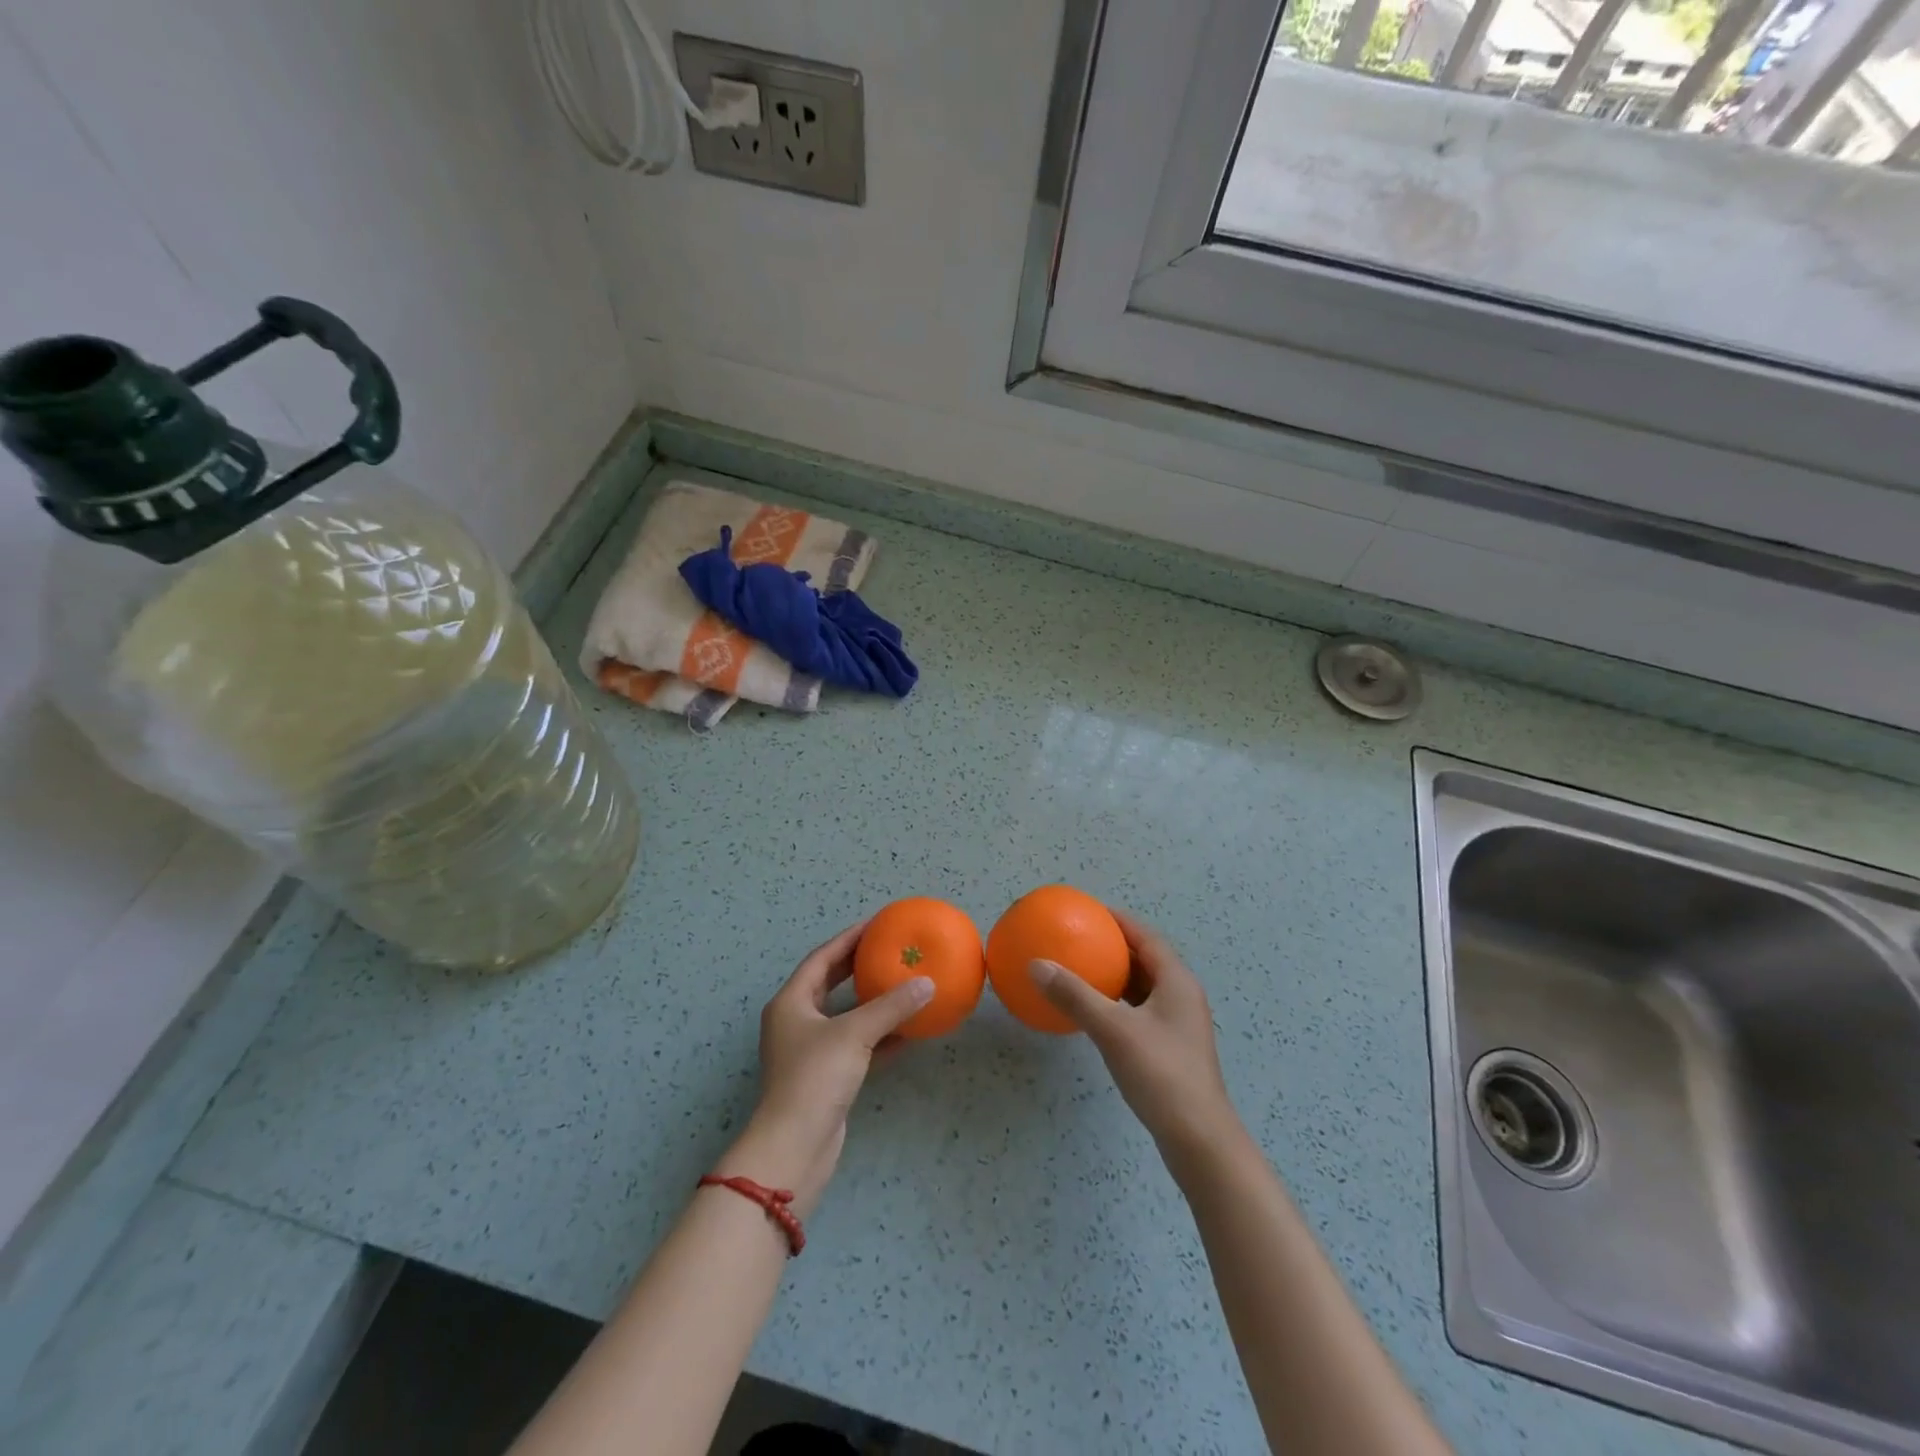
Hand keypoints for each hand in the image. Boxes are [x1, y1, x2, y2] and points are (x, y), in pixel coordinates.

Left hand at [716, 921, 932, 1216]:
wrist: (795, 1147)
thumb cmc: (815, 1078)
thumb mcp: (854, 1035)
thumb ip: (891, 1006)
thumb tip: (928, 984)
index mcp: (792, 1002)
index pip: (822, 958)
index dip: (849, 938)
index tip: (877, 923)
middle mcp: (797, 1021)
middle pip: (831, 982)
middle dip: (859, 964)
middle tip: (890, 948)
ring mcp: (811, 1050)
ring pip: (846, 1014)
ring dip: (873, 1000)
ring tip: (903, 982)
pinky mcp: (827, 1076)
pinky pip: (857, 1043)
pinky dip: (880, 1035)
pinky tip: (909, 1030)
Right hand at [1030, 910, 1241, 1168]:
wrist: (1198, 1139)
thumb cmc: (1161, 1074)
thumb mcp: (1112, 1030)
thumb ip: (1075, 995)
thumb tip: (1037, 964)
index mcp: (1176, 981)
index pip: (1146, 937)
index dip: (1119, 921)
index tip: (1089, 911)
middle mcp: (1181, 996)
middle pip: (1146, 959)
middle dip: (1114, 947)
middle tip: (1079, 939)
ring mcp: (1178, 1024)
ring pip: (1143, 987)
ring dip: (1115, 976)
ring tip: (1081, 969)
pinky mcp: (1171, 1048)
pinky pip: (1140, 1011)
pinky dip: (1117, 1003)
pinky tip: (1093, 1013)